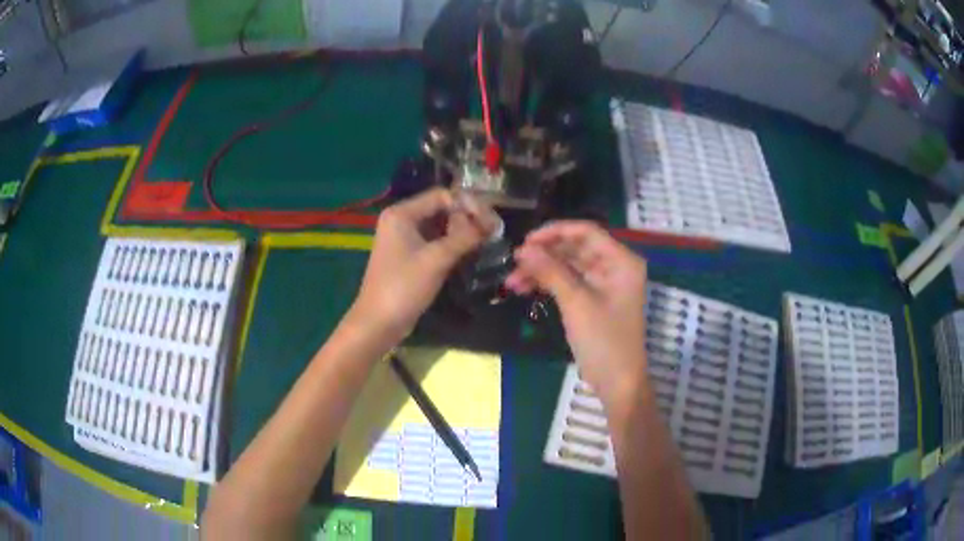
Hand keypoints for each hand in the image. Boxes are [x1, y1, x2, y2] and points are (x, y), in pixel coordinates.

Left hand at [349, 188, 487, 342]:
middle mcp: (401, 220)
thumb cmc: (404, 287)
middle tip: (491, 232)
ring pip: (439, 226)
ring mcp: (403, 239)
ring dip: (461, 232)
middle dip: (466, 218)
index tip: (491, 220)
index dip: (468, 204)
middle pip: (440, 209)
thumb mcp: (437, 259)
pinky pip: (434, 242)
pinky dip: (451, 244)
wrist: (379, 323)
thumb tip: (493, 222)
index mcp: (401, 213)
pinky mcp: (409, 256)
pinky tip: (470, 252)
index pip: (441, 196)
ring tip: (485, 241)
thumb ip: (465, 236)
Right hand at [505, 221, 647, 403]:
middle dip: (544, 255)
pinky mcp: (594, 299)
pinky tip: (524, 289)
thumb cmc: (604, 341)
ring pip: (568, 266)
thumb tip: (523, 249)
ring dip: (541, 271)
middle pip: (575, 248)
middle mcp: (614, 266)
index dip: (555, 232)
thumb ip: (550, 271)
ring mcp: (604, 284)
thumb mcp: (576, 303)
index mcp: (621, 261)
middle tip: (514, 262)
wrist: (617, 383)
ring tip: (511, 281)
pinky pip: (569, 282)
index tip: (526, 241)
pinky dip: (548, 284)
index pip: (586, 232)